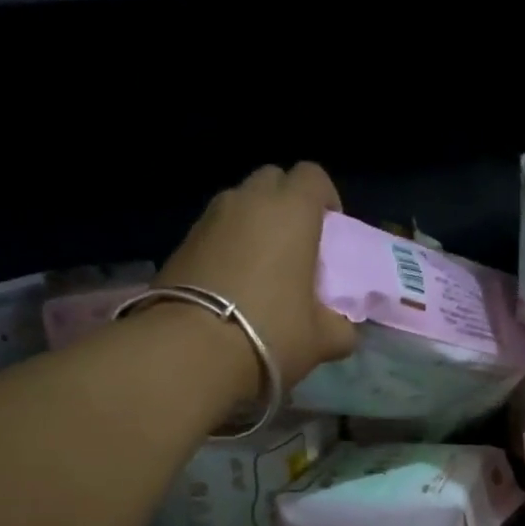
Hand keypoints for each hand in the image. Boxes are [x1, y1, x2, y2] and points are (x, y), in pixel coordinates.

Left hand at [153, 163, 357, 394]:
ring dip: (254, 223)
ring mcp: (210, 218)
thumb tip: (342, 328)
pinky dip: (227, 244)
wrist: (191, 350)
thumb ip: (342, 327)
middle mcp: (249, 201)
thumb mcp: (323, 339)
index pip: (312, 176)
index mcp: (292, 212)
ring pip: (240, 203)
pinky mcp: (181, 241)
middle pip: (273, 180)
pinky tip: (231, 283)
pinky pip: (215, 230)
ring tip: (262, 265)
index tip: (330, 229)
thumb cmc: (271, 331)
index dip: (325, 197)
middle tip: (296, 243)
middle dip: (287, 202)